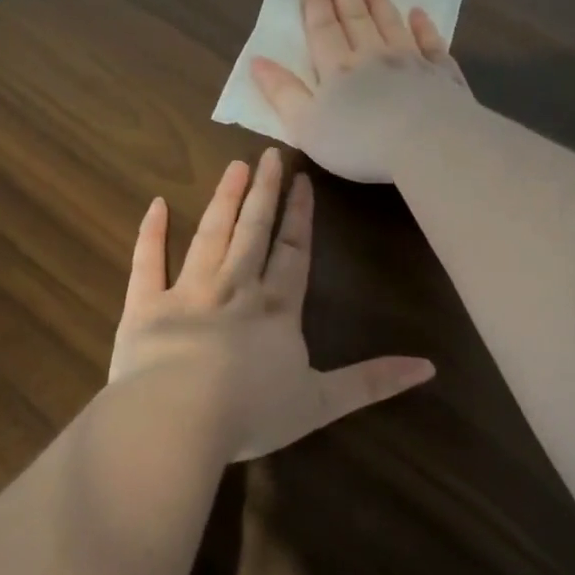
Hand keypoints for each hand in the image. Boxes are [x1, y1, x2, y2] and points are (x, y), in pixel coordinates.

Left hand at [110, 148, 433, 460]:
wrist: (178, 420)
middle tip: (269, 155)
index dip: (300, 217)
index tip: (303, 181)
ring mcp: (188, 293)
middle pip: (253, 232)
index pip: (293, 253)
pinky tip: (157, 204)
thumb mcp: (322, 403)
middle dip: (264, 193)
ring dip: (224, 200)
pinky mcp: (145, 307)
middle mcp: (235, 289)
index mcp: (276, 310)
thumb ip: (372, 382)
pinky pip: (148, 262)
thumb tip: (429, 368)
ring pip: (210, 236)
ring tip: (234, 167)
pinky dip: (152, 233)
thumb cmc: (252, 413)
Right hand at [249, 0, 472, 183]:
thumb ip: (282, 93)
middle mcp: (373, 56)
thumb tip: (257, 61)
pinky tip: (418, 14)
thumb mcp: (306, 126)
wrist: (427, 144)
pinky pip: (430, 43)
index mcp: (338, 69)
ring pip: (391, 24)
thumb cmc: (359, 143)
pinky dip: (423, 26)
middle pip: (356, 19)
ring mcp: (411, 62)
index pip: (323, 30)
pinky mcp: (441, 75)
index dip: (315, 5)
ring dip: (378, 2)